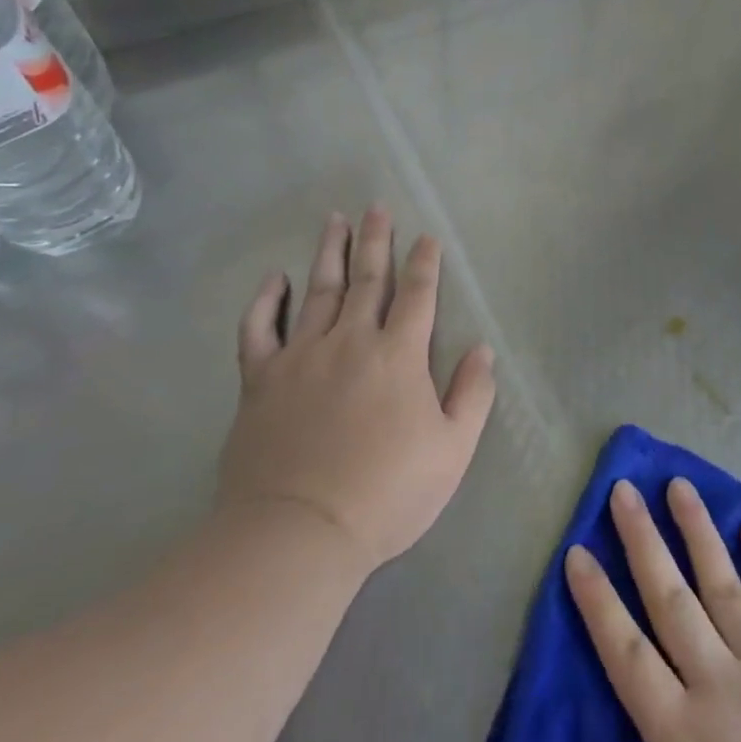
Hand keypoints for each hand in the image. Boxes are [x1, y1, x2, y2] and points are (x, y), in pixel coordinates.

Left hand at [217, 206, 495, 573]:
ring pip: (318, 291)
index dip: (424, 263)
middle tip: (377, 207)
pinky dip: (266, 300)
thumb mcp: (452, 450)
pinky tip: (275, 278)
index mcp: (399, 355)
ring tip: (335, 220)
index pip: (417, 294)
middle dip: (376, 241)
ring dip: (329, 252)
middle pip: (367, 279)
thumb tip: (481, 349)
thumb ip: (472, 394)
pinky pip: (259, 329)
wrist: (297, 535)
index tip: (426, 237)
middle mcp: (350, 341)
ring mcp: (301, 357)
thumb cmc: (386, 494)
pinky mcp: (260, 381)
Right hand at [552, 478, 740, 741]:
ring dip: (699, 532)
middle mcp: (719, 683)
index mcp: (680, 733)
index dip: (597, 601)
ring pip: (724, 585)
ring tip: (679, 486)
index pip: (626, 652)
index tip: (577, 552)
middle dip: (643, 541)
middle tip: (624, 490)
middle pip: (671, 599)